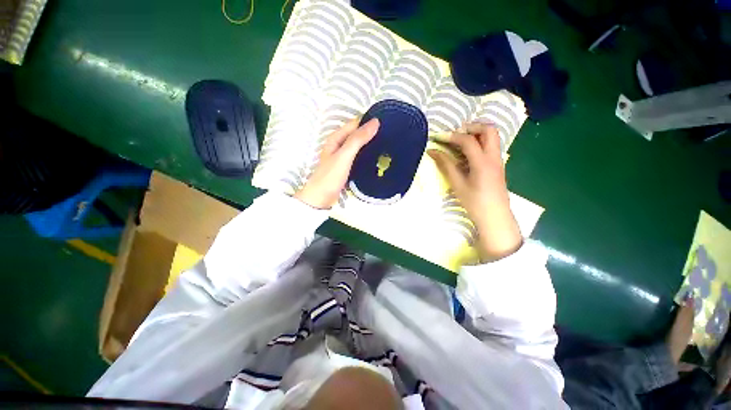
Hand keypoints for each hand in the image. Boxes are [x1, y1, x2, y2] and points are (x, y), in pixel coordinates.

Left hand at [294, 118, 379, 208]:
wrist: (321, 198)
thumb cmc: (330, 177)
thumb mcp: (344, 156)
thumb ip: (357, 139)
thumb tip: (375, 122)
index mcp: (336, 138)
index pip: (355, 124)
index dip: (369, 123)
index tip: (387, 124)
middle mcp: (339, 145)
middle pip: (357, 134)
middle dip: (371, 133)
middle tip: (391, 135)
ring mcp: (342, 156)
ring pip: (359, 146)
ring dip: (370, 144)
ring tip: (388, 144)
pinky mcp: (346, 166)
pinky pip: (359, 156)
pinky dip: (367, 155)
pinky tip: (376, 157)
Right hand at [428, 123, 521, 261]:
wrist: (495, 217)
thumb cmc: (474, 202)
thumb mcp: (457, 184)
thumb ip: (445, 165)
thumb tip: (432, 151)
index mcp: (483, 162)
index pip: (468, 140)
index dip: (452, 136)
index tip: (438, 137)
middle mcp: (494, 157)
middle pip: (489, 130)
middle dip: (472, 127)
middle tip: (455, 134)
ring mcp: (498, 160)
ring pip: (493, 136)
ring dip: (477, 133)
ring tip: (460, 141)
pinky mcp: (498, 165)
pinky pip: (491, 146)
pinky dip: (480, 142)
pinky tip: (467, 152)